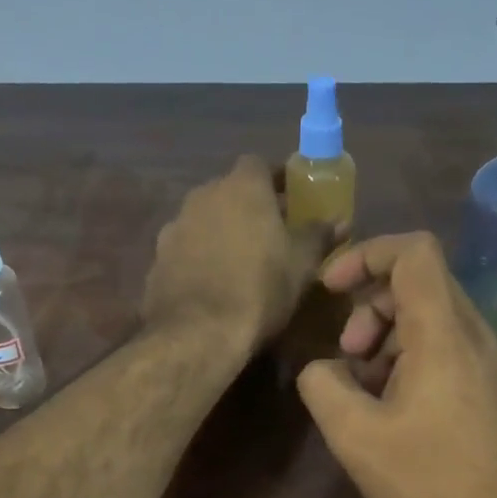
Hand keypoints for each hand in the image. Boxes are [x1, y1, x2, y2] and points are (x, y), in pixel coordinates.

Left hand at [141, 156, 329, 353]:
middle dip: (248, 208)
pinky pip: (185, 252)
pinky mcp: (156, 262)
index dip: (276, 180)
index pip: (259, 164)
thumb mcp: (301, 264)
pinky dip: (199, 261)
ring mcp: (174, 228)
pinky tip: (212, 286)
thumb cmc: (260, 289)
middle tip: (269, 234)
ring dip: (220, 234)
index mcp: (241, 187)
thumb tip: (340, 221)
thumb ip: (318, 235)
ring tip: (239, 263)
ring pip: (204, 222)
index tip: (291, 199)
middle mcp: (202, 196)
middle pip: (229, 192)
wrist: (197, 333)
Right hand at [296, 232, 496, 497]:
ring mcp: (487, 363)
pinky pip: (445, 349)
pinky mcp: (489, 389)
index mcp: (444, 334)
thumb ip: (323, 386)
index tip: (330, 289)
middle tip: (347, 355)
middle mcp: (473, 335)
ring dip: (385, 337)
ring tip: (361, 388)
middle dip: (369, 307)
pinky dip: (408, 359)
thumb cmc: (427, 481)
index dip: (365, 254)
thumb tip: (324, 368)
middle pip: (418, 283)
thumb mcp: (354, 436)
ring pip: (430, 318)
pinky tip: (389, 407)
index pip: (412, 252)